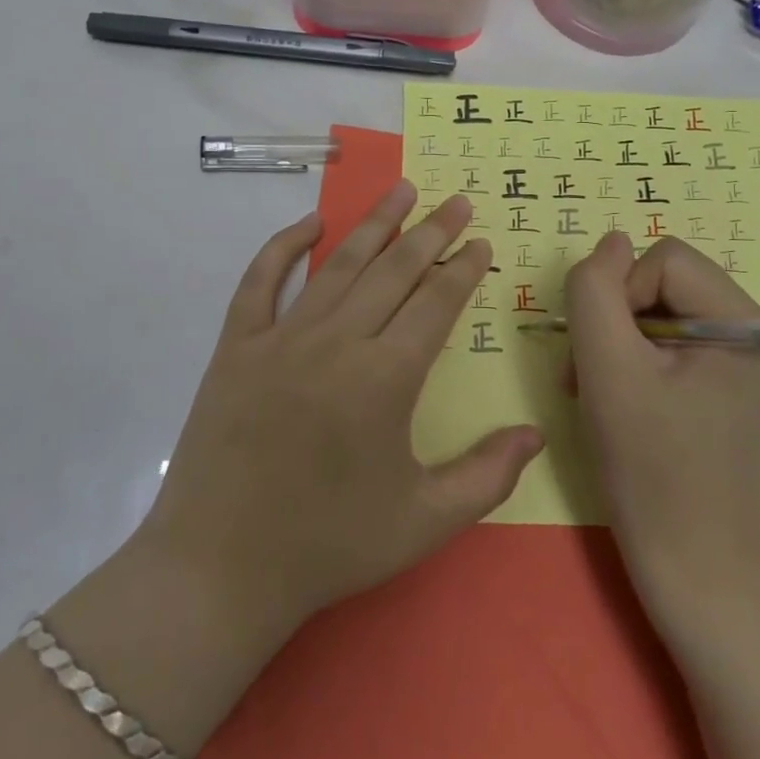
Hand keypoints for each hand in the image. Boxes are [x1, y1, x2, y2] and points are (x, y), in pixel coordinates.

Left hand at [139, 182, 543, 635]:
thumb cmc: (329, 545)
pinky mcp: (236, 346)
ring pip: (338, 265)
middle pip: (393, 271)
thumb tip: (537, 433)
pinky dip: (283, 246)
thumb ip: (487, 475)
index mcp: (385, 378)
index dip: (462, 268)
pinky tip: (308, 223)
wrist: (222, 567)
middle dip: (430, 232)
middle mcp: (337, 342)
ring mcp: (281, 338)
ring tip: (401, 191)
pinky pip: (260, 281)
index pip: (435, 303)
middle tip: (455, 200)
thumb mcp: (424, 522)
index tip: (479, 241)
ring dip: (373, 225)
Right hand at [564, 233, 759, 616]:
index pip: (666, 261)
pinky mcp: (738, 382)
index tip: (602, 356)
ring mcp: (756, 361)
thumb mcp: (606, 367)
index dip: (619, 297)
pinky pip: (678, 337)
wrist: (688, 556)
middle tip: (591, 375)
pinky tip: (625, 395)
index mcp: (754, 328)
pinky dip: (640, 357)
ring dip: (622, 340)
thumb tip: (611, 241)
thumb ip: (596, 290)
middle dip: (619, 321)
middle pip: (668, 282)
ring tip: (600, 388)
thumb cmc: (647, 464)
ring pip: (666, 308)